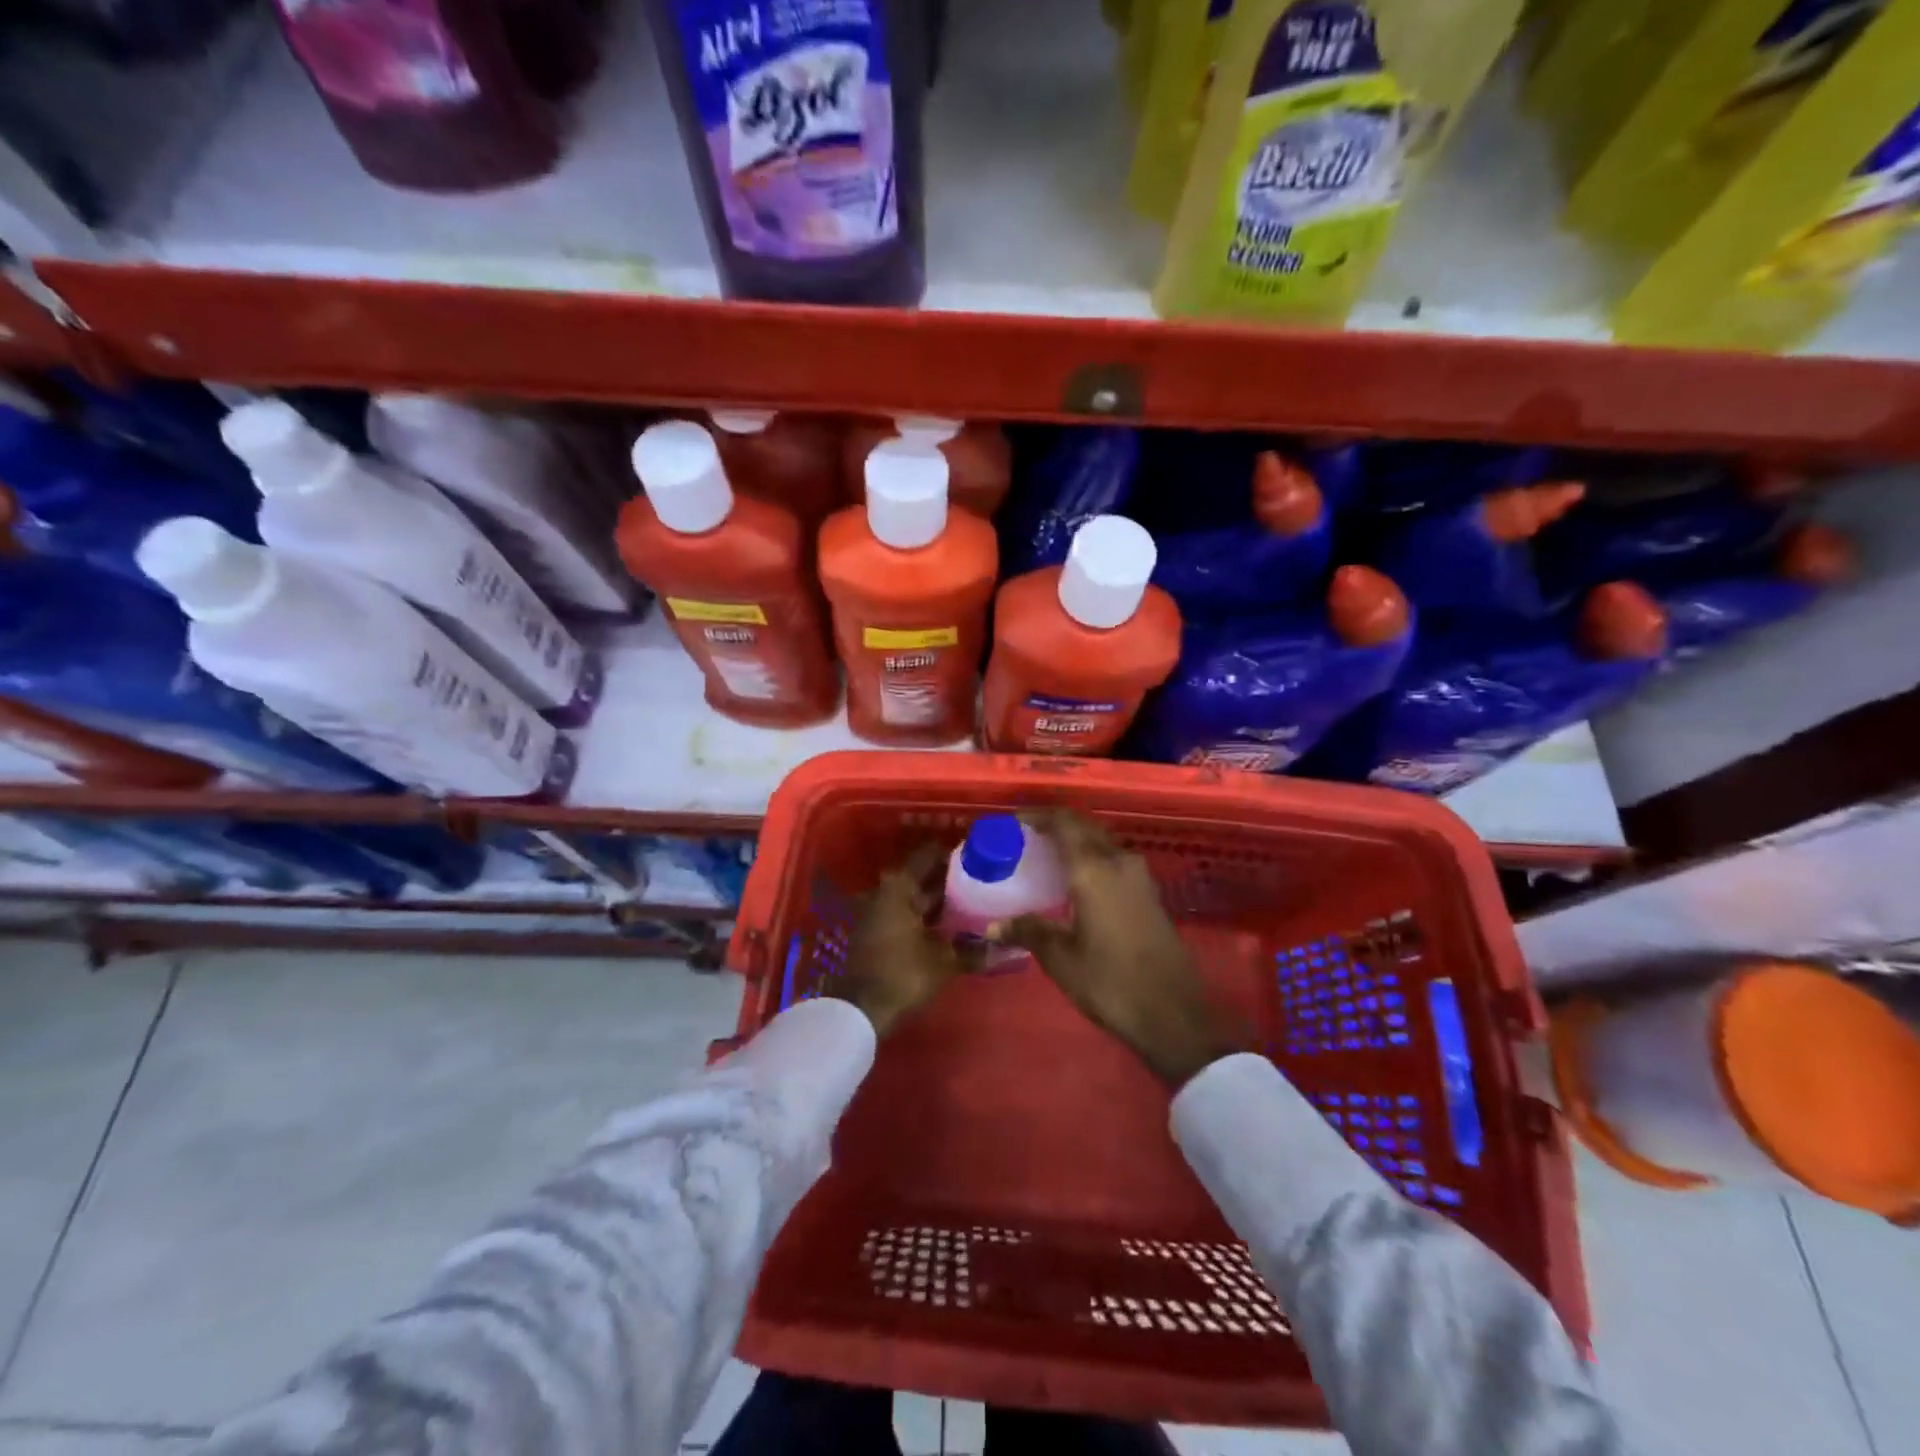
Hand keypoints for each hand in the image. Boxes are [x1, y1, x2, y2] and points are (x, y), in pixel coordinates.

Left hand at [828, 842, 974, 1037]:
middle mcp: (887, 891)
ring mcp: (881, 911)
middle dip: (951, 876)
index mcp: (900, 886)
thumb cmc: (903, 974)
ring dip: (941, 897)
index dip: (954, 852)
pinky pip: (910, 912)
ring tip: (975, 896)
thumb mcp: (944, 961)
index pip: (929, 855)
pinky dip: (929, 914)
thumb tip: (1009, 947)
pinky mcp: (880, 931)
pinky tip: (953, 921)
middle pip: (923, 875)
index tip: (978, 850)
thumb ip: (975, 951)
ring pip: (917, 895)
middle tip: (983, 874)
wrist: (861, 1009)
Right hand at [992, 809, 1240, 1087]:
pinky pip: (1115, 860)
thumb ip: (1028, 931)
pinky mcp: (1151, 893)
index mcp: (1094, 869)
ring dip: (1077, 842)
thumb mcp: (1061, 958)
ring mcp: (1140, 877)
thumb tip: (991, 926)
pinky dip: (1094, 859)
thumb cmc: (1110, 982)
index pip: (1064, 822)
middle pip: (1085, 827)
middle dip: (1056, 826)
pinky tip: (1078, 884)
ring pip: (1103, 843)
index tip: (1014, 822)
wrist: (1173, 1014)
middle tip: (1027, 839)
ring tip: (1048, 859)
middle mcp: (1119, 862)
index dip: (1038, 815)